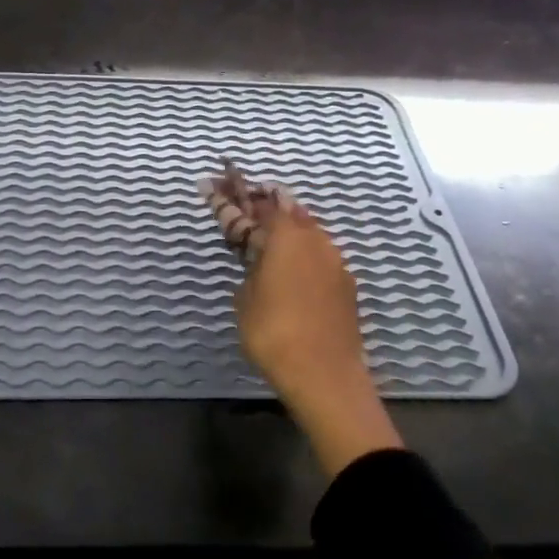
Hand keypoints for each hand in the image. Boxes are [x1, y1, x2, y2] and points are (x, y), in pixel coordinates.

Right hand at [201, 170, 403, 476]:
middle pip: (283, 209)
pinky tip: (292, 263)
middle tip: (238, 201)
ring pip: (306, 229)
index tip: (212, 183)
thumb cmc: (273, 334)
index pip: (253, 205)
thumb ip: (250, 269)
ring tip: (264, 229)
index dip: (230, 195)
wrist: (325, 375)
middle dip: (259, 203)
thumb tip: (257, 261)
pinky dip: (302, 249)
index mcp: (284, 236)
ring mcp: (334, 259)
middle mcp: (313, 238)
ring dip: (284, 224)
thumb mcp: (245, 300)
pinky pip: (319, 253)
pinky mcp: (346, 282)